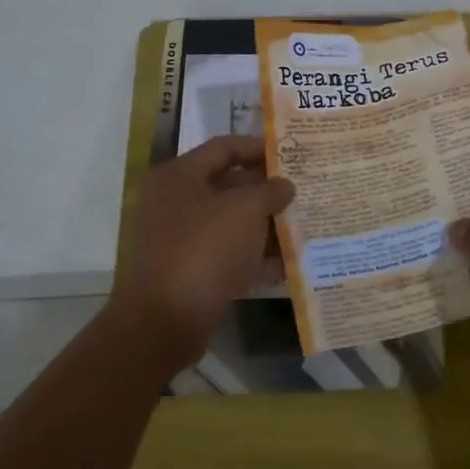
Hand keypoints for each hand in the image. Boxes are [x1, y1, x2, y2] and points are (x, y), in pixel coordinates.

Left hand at [110, 136, 294, 366]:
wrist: (165, 321)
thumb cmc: (204, 249)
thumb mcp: (245, 210)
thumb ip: (270, 190)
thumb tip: (284, 185)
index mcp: (180, 176)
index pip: (225, 147)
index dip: (260, 147)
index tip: (293, 154)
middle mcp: (176, 202)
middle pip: (229, 185)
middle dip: (267, 189)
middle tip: (303, 190)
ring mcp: (181, 239)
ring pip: (231, 223)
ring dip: (265, 224)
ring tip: (304, 224)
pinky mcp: (190, 272)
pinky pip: (229, 256)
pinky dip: (256, 258)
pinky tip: (289, 264)